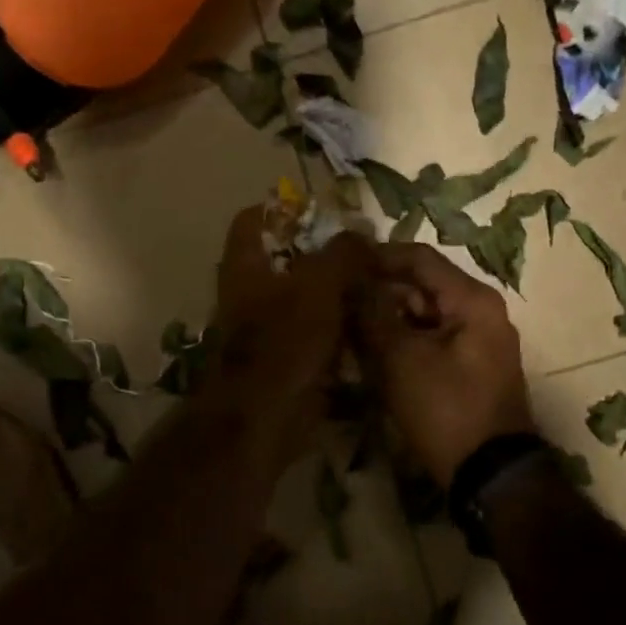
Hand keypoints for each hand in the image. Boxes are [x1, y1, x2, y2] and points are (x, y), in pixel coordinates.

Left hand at [209, 205, 372, 461]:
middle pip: (287, 260)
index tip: (321, 209)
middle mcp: (251, 293)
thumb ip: (342, 253)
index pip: (253, 221)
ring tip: (379, 284)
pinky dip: (341, 327)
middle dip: (325, 254)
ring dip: (338, 293)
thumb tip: (362, 232)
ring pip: (307, 298)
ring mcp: (269, 328)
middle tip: (366, 250)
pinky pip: (318, 333)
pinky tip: (372, 323)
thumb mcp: (318, 285)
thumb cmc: (284, 340)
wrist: (266, 416)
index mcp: (246, 266)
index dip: (282, 208)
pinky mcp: (289, 359)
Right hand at [358, 242, 536, 484]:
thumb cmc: (446, 408)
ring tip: (348, 327)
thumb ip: (372, 313)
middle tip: (338, 300)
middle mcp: (480, 311)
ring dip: (388, 317)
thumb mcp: (400, 358)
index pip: (419, 258)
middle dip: (380, 290)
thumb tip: (350, 280)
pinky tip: (372, 352)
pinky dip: (403, 340)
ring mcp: (478, 340)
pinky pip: (431, 338)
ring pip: (424, 314)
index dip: (378, 256)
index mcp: (472, 300)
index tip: (340, 262)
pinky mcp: (471, 366)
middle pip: (422, 285)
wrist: (490, 474)